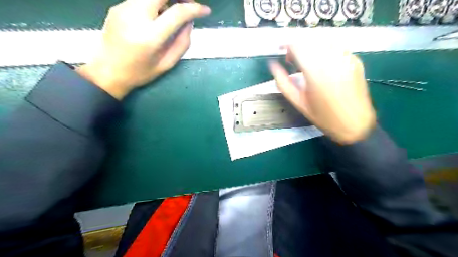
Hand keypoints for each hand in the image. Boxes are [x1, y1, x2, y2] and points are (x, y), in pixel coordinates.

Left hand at [77, 0, 210, 98]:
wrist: (107, 71)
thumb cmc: (140, 72)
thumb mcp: (167, 64)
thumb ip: (182, 43)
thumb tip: (189, 22)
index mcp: (150, 37)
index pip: (177, 12)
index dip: (195, 8)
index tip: (205, 10)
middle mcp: (135, 16)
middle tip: (188, 4)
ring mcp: (123, 8)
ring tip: (174, 10)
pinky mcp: (117, 6)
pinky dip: (155, 2)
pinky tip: (158, 15)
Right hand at [269, 44, 374, 144]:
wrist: (355, 124)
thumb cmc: (323, 117)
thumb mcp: (298, 102)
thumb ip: (283, 83)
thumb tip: (273, 66)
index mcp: (315, 72)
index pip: (298, 46)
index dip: (286, 44)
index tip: (280, 49)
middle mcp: (332, 60)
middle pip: (310, 40)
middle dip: (297, 45)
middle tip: (291, 60)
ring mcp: (346, 58)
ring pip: (323, 41)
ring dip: (310, 47)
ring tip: (306, 62)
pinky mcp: (355, 60)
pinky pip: (335, 47)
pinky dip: (323, 51)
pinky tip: (321, 64)